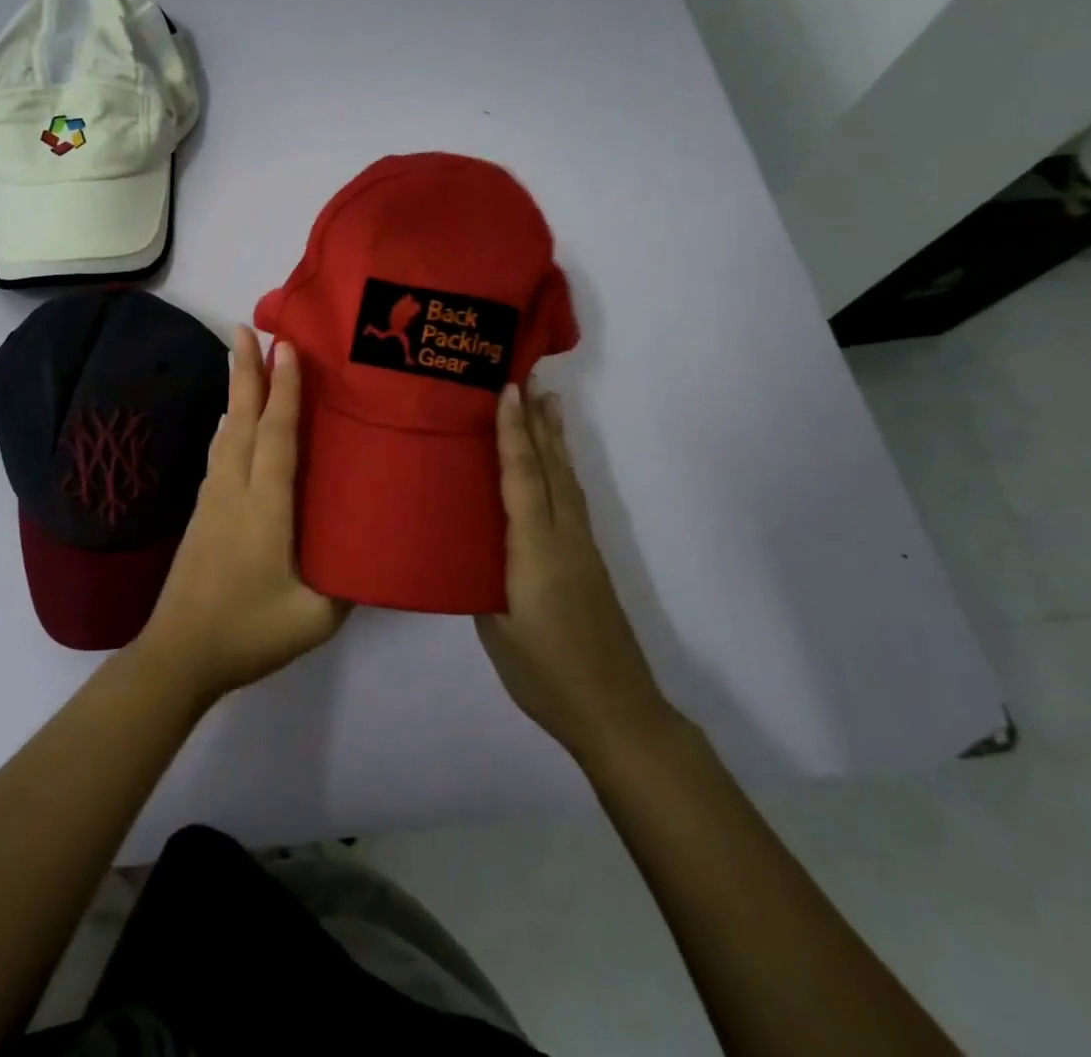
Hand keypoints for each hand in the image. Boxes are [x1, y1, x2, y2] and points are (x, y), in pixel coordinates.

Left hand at [135, 327, 348, 703]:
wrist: (178, 655)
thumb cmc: (249, 631)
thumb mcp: (315, 618)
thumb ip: (349, 585)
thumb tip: (374, 555)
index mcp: (265, 506)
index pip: (277, 434)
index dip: (284, 389)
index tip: (286, 347)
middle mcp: (235, 490)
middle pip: (242, 418)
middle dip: (246, 371)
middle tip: (246, 328)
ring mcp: (213, 501)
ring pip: (226, 434)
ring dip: (236, 394)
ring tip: (242, 362)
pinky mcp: (202, 515)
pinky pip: (219, 456)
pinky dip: (229, 428)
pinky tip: (231, 425)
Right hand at [477, 383, 669, 761]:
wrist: (617, 712)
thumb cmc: (546, 674)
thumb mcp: (497, 630)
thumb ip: (483, 583)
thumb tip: (473, 553)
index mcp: (535, 550)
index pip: (523, 477)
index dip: (512, 433)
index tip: (507, 391)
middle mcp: (563, 537)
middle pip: (552, 466)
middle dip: (538, 421)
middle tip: (530, 378)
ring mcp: (582, 548)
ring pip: (567, 479)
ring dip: (555, 439)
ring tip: (549, 405)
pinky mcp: (590, 561)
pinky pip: (572, 499)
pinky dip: (562, 468)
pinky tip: (557, 467)